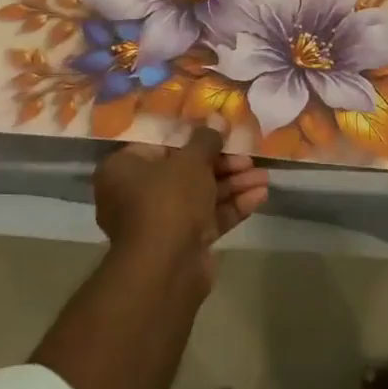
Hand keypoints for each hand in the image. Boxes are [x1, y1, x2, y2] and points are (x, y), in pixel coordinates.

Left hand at [93, 127, 269, 269]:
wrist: (166, 269)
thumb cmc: (168, 200)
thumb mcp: (191, 160)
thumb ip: (207, 139)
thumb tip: (217, 119)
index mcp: (123, 170)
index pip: (160, 145)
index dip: (193, 138)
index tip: (219, 133)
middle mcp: (135, 195)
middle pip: (184, 171)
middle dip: (222, 164)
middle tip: (248, 157)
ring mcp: (159, 223)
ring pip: (200, 196)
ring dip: (233, 185)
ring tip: (264, 177)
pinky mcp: (180, 244)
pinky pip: (206, 218)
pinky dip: (231, 207)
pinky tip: (260, 196)